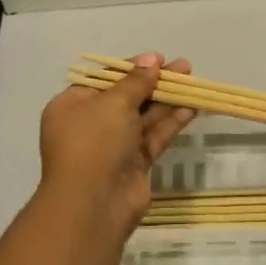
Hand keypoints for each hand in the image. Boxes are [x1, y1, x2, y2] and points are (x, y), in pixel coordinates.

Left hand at [38, 53, 194, 238]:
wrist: (93, 205)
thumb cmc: (94, 142)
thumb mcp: (113, 103)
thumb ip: (136, 81)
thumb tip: (152, 59)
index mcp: (72, 106)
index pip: (104, 79)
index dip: (131, 68)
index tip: (158, 59)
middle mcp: (91, 124)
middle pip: (127, 97)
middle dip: (154, 82)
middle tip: (183, 68)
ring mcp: (113, 146)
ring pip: (144, 117)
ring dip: (167, 99)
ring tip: (193, 81)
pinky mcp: (134, 164)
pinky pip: (154, 136)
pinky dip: (171, 122)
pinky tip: (191, 107)